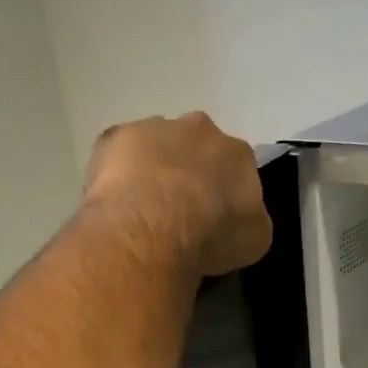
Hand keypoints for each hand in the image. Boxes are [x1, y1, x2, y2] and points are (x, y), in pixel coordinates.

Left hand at [84, 113, 271, 277]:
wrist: (152, 228)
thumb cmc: (210, 236)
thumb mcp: (254, 239)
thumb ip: (251, 218)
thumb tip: (242, 215)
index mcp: (237, 153)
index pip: (236, 167)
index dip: (224, 192)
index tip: (213, 216)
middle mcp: (199, 129)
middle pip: (195, 148)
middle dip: (188, 172)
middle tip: (176, 210)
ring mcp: (153, 128)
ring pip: (154, 146)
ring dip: (151, 169)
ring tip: (140, 209)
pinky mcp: (113, 137)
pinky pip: (116, 155)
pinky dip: (116, 174)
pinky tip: (113, 202)